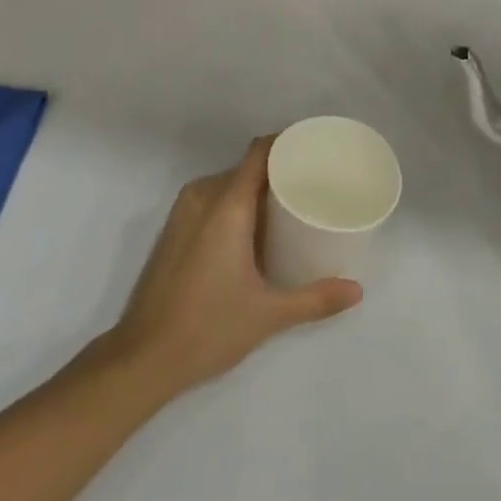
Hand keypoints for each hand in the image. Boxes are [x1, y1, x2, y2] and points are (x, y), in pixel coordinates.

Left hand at [106, 137, 361, 398]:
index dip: (286, 143)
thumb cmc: (208, 327)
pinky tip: (253, 232)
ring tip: (288, 209)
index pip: (259, 152)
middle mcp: (202, 195)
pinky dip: (233, 205)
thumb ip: (315, 299)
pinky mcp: (173, 229)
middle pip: (245, 168)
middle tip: (311, 187)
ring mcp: (183, 211)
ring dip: (253, 191)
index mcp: (227, 204)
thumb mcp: (268, 314)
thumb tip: (357, 291)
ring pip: (226, 184)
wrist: (143, 357)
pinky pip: (210, 199)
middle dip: (277, 172)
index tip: (314, 150)